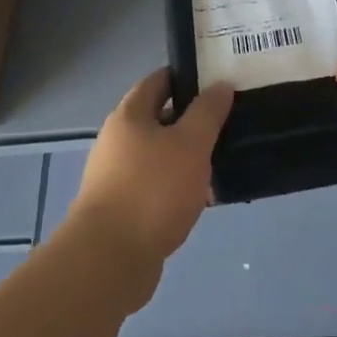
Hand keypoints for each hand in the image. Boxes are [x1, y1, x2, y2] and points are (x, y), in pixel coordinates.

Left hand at [62, 69, 234, 309]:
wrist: (109, 260)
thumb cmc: (152, 190)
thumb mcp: (190, 144)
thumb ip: (207, 113)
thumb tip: (220, 85)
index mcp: (129, 115)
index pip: (159, 81)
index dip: (187, 76)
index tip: (217, 80)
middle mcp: (118, 140)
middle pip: (159, 118)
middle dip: (192, 119)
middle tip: (227, 120)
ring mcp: (117, 176)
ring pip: (160, 155)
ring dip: (187, 156)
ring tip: (222, 159)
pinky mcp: (123, 209)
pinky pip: (157, 186)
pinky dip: (178, 186)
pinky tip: (202, 197)